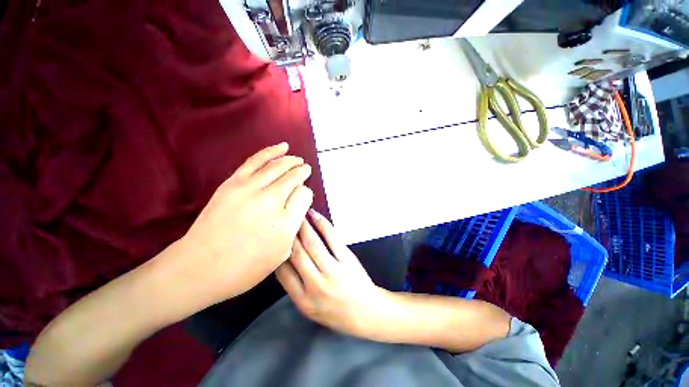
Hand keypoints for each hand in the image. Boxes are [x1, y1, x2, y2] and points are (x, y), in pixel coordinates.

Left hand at [172, 143, 313, 304]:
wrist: (200, 266)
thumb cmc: (246, 266)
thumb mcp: (281, 252)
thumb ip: (295, 223)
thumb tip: (300, 200)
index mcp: (284, 222)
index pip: (304, 195)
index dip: (306, 193)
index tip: (304, 196)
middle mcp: (270, 201)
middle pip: (293, 177)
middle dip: (302, 171)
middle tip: (306, 169)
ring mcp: (249, 188)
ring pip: (277, 166)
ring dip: (290, 160)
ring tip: (297, 158)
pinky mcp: (233, 182)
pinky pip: (256, 161)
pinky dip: (270, 152)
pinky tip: (281, 147)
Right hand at [276, 210, 391, 338]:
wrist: (366, 312)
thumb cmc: (337, 313)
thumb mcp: (311, 310)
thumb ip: (296, 289)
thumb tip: (284, 264)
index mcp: (303, 300)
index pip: (282, 273)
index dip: (277, 255)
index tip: (275, 241)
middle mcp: (315, 284)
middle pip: (296, 254)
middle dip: (288, 236)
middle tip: (282, 221)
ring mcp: (332, 270)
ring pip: (312, 243)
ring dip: (302, 227)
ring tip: (296, 215)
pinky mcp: (346, 259)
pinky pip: (331, 238)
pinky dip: (322, 224)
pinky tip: (314, 215)